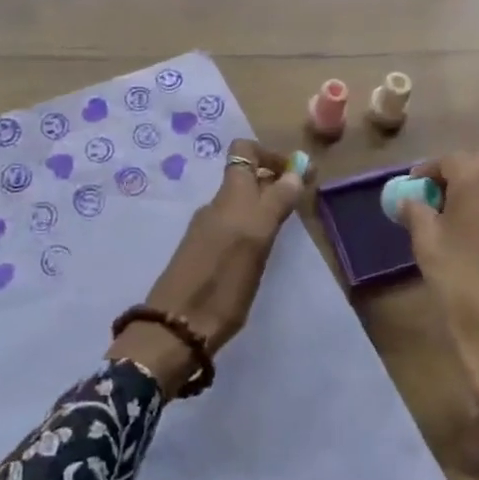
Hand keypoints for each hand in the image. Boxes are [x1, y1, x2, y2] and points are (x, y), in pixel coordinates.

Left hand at [108, 139, 309, 396]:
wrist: (178, 328)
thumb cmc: (222, 282)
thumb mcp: (256, 239)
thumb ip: (276, 202)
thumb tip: (294, 171)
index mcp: (230, 196)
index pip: (245, 151)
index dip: (271, 154)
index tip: (299, 172)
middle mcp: (218, 206)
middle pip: (246, 176)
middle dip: (274, 180)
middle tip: (301, 198)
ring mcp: (209, 229)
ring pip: (241, 202)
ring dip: (265, 204)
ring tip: (287, 225)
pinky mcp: (205, 252)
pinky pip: (234, 224)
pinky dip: (253, 225)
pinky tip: (264, 248)